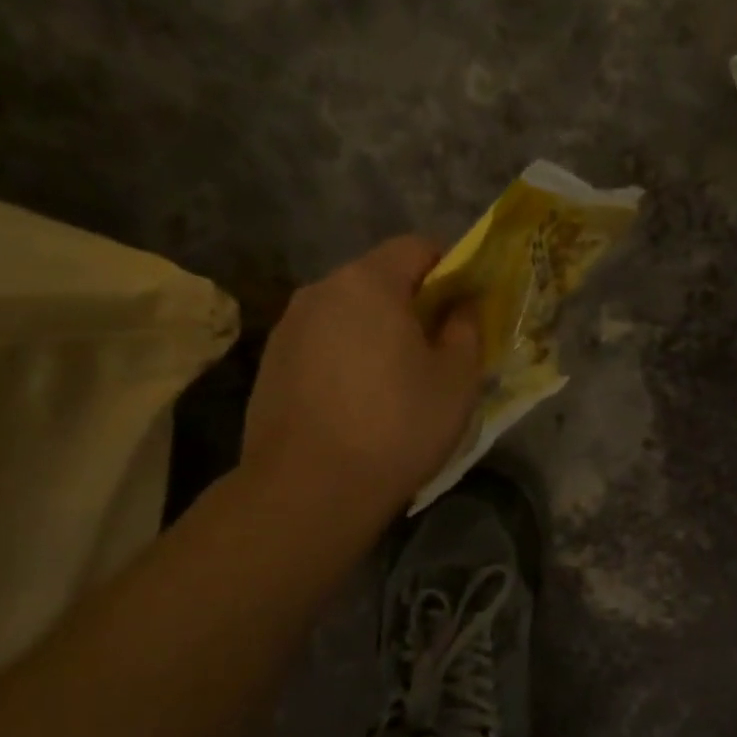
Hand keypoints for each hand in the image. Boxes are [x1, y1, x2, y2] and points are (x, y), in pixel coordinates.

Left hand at [241, 237, 482, 512]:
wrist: (309, 489)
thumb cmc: (397, 427)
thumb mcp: (457, 380)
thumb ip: (466, 330)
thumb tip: (462, 307)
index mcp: (369, 283)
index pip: (416, 246)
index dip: (449, 268)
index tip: (464, 308)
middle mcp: (321, 291)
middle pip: (378, 278)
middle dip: (411, 304)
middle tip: (435, 350)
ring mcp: (288, 327)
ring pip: (347, 313)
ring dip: (375, 332)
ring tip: (393, 383)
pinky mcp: (271, 363)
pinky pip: (322, 343)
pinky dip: (345, 357)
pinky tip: (355, 403)